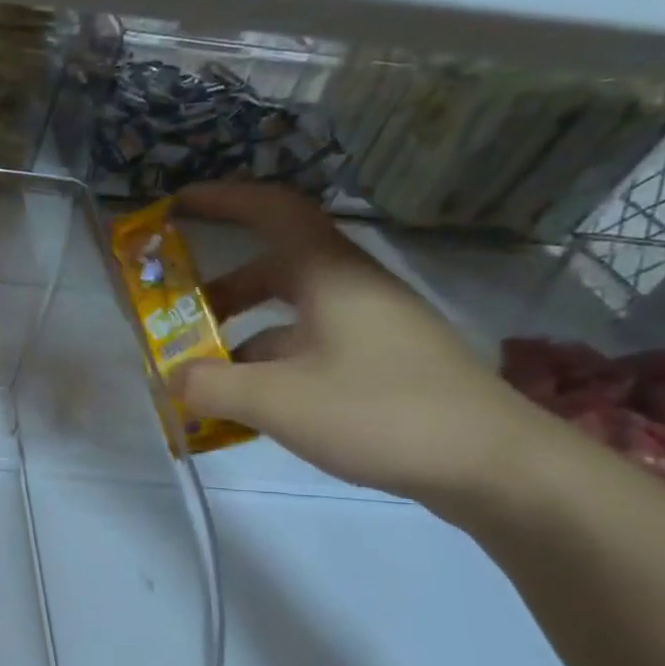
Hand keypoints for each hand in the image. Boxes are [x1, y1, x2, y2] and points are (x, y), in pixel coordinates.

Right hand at [174, 183, 555, 505]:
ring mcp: (369, 328)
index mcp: (329, 275)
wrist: (493, 465)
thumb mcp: (278, 401)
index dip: (223, 200)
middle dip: (219, 290)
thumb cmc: (380, 412)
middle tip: (178, 316)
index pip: (272, 211)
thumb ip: (211, 386)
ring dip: (241, 336)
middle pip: (274, 268)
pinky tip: (250, 408)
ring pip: (290, 315)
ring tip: (204, 375)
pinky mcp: (380, 364)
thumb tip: (170, 378)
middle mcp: (350, 290)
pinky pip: (309, 349)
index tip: (176, 206)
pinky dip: (270, 366)